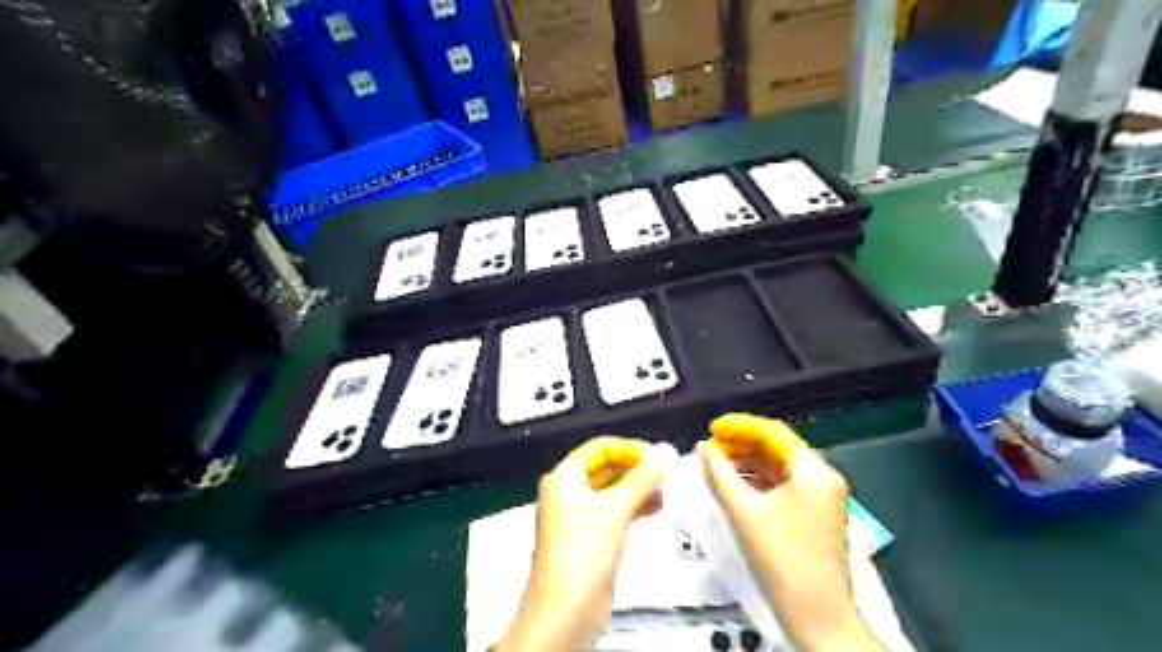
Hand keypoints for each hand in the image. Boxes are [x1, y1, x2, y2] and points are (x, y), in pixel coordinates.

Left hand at [494, 435, 677, 651]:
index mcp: (564, 477)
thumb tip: (666, 451)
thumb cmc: (584, 552)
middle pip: (607, 468)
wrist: (566, 611)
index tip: (658, 456)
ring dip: (638, 488)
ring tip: (666, 491)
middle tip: (666, 473)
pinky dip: (634, 507)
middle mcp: (569, 492)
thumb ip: (643, 478)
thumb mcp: (616, 509)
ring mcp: (578, 517)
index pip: (600, 448)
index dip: (630, 448)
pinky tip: (656, 508)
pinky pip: (614, 512)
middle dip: (636, 469)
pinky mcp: (590, 538)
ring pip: (613, 491)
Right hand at [698, 414, 880, 650]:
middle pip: (777, 448)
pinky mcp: (817, 513)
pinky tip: (735, 485)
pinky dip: (760, 481)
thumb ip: (720, 474)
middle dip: (742, 446)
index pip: (772, 433)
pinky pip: (785, 485)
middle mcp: (823, 477)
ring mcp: (823, 496)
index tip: (712, 429)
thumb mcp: (744, 512)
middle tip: (710, 450)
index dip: (739, 427)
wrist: (819, 618)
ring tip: (717, 466)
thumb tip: (702, 447)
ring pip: (780, 467)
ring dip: (749, 463)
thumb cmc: (781, 561)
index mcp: (813, 472)